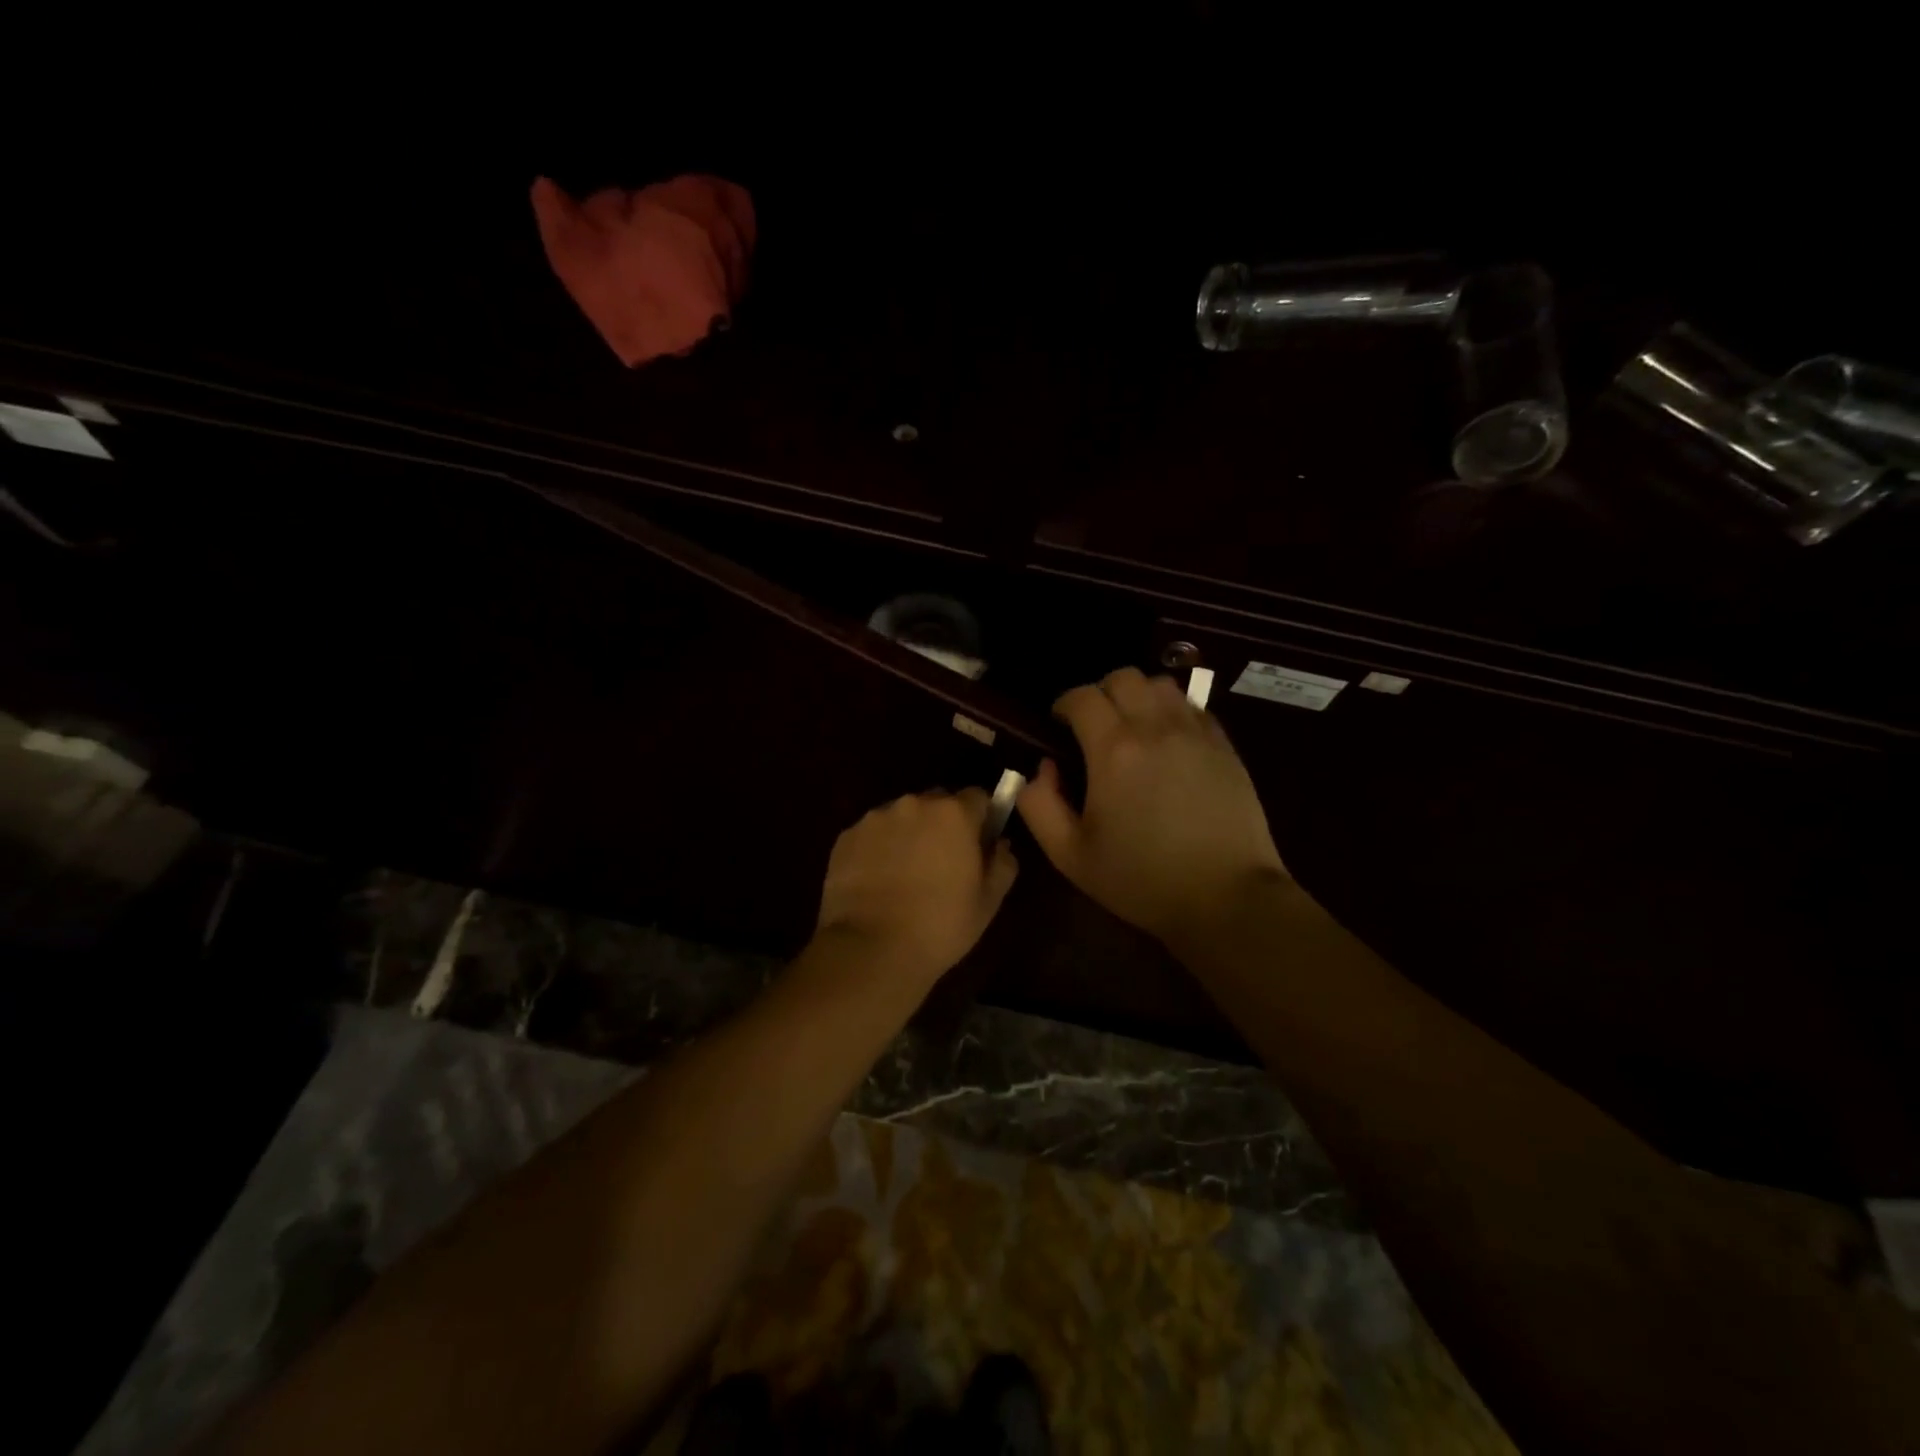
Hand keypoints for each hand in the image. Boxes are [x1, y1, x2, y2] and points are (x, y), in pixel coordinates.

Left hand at [815, 788, 1018, 985]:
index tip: (978, 845)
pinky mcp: (846, 836)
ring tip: (904, 876)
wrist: (870, 949)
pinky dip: (878, 849)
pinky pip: (872, 834)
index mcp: (954, 813)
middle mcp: (914, 804)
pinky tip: (877, 883)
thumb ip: (1003, 863)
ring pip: (902, 817)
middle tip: (942, 863)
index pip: (977, 797)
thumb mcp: (988, 901)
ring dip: (908, 835)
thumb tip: (1000, 843)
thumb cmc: (940, 925)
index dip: (981, 819)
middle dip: (943, 824)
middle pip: (937, 803)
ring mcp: (875, 818)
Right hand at [1017, 668, 1287, 946]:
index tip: (1058, 726)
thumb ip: (1040, 805)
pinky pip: (1192, 707)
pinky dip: (1171, 711)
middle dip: (1099, 694)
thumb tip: (1043, 768)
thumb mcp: (1070, 855)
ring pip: (1160, 684)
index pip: (1082, 697)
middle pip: (1122, 677)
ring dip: (1137, 696)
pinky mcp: (1224, 746)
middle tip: (1093, 727)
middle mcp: (1155, 728)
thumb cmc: (1141, 880)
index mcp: (1113, 750)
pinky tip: (1167, 742)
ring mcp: (1195, 733)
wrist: (1226, 897)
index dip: (1063, 704)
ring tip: (1131, 728)